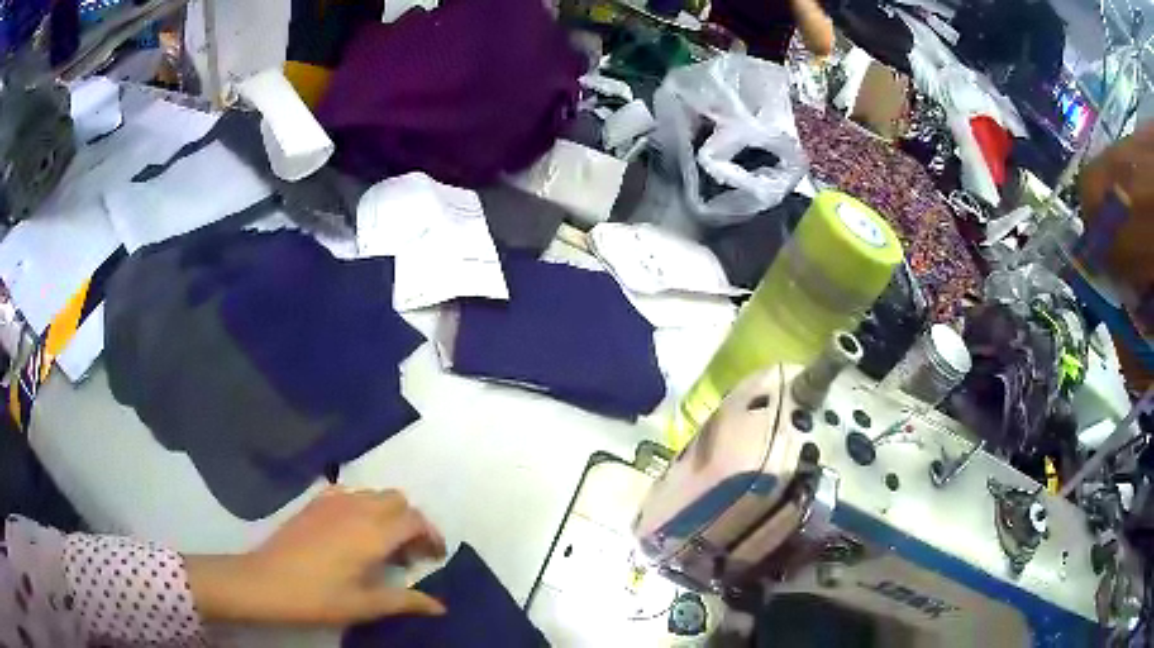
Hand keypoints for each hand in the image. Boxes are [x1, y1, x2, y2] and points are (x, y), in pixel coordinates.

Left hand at [187, 488, 446, 624]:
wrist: (266, 582)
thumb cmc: (319, 598)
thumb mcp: (366, 605)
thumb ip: (406, 601)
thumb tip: (440, 606)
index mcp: (373, 533)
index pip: (415, 520)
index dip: (431, 536)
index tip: (434, 558)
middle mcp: (356, 508)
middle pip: (397, 500)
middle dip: (411, 521)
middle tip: (409, 553)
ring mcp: (332, 501)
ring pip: (373, 494)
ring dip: (387, 513)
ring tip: (382, 545)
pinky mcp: (314, 503)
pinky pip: (349, 493)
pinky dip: (361, 506)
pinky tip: (352, 532)